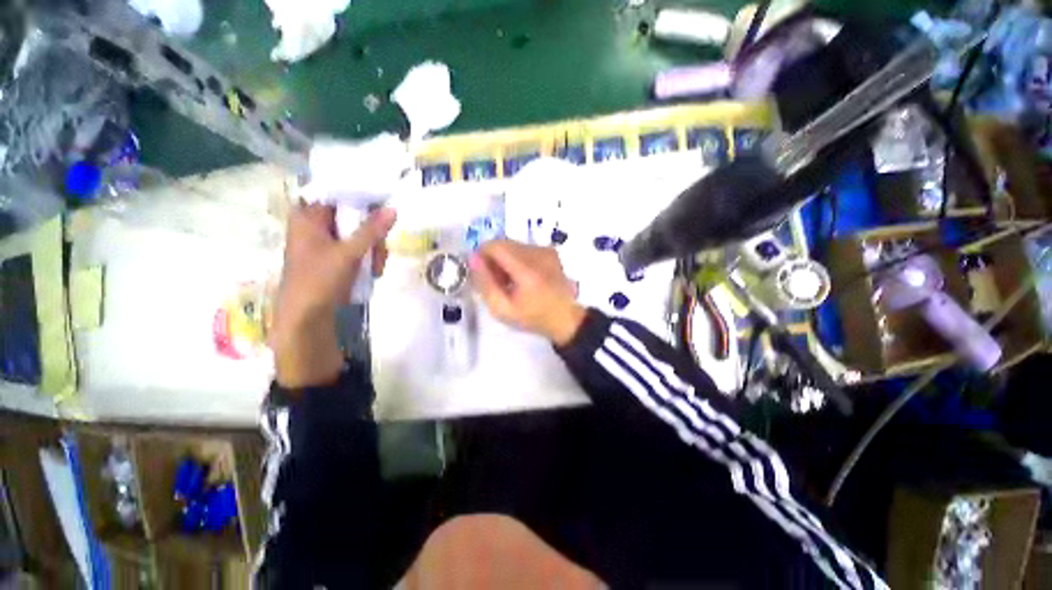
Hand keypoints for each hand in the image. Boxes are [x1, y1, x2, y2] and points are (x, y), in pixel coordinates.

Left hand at [271, 204, 395, 387]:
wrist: (306, 316)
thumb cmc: (319, 280)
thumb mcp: (348, 253)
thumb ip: (371, 230)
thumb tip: (393, 208)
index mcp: (308, 216)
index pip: (339, 194)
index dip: (364, 199)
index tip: (385, 209)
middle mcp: (316, 225)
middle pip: (354, 216)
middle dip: (372, 236)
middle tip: (379, 252)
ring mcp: (326, 242)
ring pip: (360, 234)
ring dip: (374, 250)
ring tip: (375, 269)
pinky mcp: (334, 256)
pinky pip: (358, 248)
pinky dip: (368, 258)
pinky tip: (371, 272)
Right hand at [470, 240, 585, 345]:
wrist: (566, 318)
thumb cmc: (533, 317)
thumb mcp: (503, 309)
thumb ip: (485, 284)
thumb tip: (473, 259)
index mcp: (527, 268)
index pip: (495, 245)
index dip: (482, 255)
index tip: (482, 273)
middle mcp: (537, 253)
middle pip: (503, 243)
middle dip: (493, 259)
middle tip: (496, 282)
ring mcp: (546, 250)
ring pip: (512, 245)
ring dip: (504, 259)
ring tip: (510, 282)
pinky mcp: (550, 251)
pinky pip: (524, 248)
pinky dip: (517, 259)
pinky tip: (522, 278)